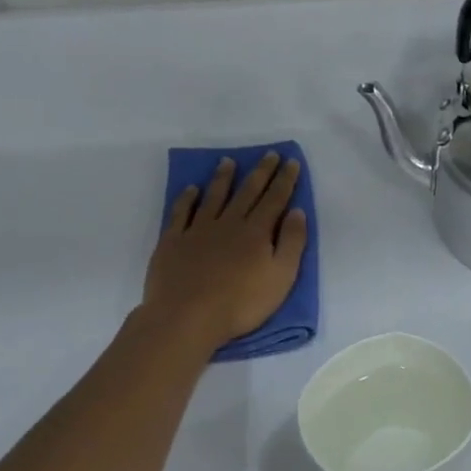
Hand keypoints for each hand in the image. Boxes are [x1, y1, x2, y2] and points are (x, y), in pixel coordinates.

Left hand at [141, 153, 307, 350]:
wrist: (187, 317)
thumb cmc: (241, 303)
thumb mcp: (281, 278)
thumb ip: (291, 243)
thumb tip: (296, 211)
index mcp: (257, 232)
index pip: (275, 199)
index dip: (285, 180)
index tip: (291, 161)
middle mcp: (228, 223)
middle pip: (247, 192)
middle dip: (261, 172)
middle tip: (269, 154)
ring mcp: (198, 230)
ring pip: (214, 196)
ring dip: (223, 178)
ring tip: (229, 161)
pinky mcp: (173, 241)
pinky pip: (181, 212)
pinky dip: (187, 198)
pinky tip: (191, 189)